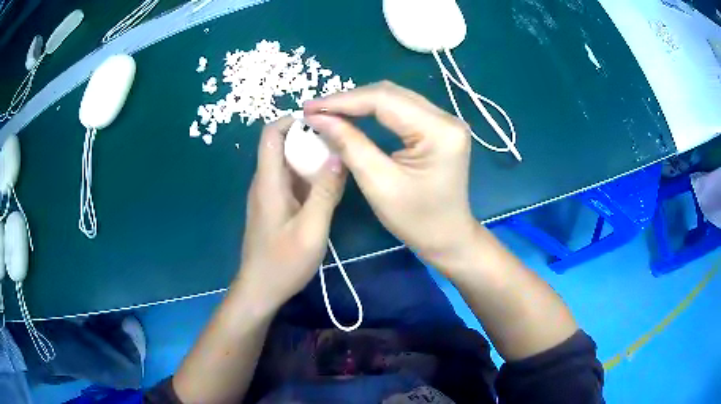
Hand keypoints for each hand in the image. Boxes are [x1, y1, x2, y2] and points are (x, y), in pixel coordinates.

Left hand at [238, 116, 345, 309]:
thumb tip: (339, 155)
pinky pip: (291, 182)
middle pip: (282, 145)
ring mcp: (269, 195)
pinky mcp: (275, 207)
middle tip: (340, 142)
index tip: (322, 122)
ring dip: (311, 158)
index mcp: (268, 182)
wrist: (260, 289)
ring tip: (340, 161)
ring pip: (289, 164)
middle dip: (309, 138)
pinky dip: (309, 177)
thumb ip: (325, 192)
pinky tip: (329, 187)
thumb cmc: (283, 262)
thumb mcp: (311, 229)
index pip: (271, 134)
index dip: (292, 120)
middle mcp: (265, 182)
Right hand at [303, 81, 478, 269]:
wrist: (448, 237)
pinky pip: (401, 109)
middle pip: (390, 94)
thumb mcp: (379, 184)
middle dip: (349, 100)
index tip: (309, 107)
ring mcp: (445, 121)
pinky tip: (352, 115)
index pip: (384, 100)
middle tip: (315, 109)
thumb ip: (350, 145)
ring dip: (359, 103)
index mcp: (439, 131)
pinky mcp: (439, 127)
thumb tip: (318, 117)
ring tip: (327, 111)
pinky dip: (373, 110)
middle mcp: (446, 118)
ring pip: (394, 98)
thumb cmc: (417, 220)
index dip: (343, 101)